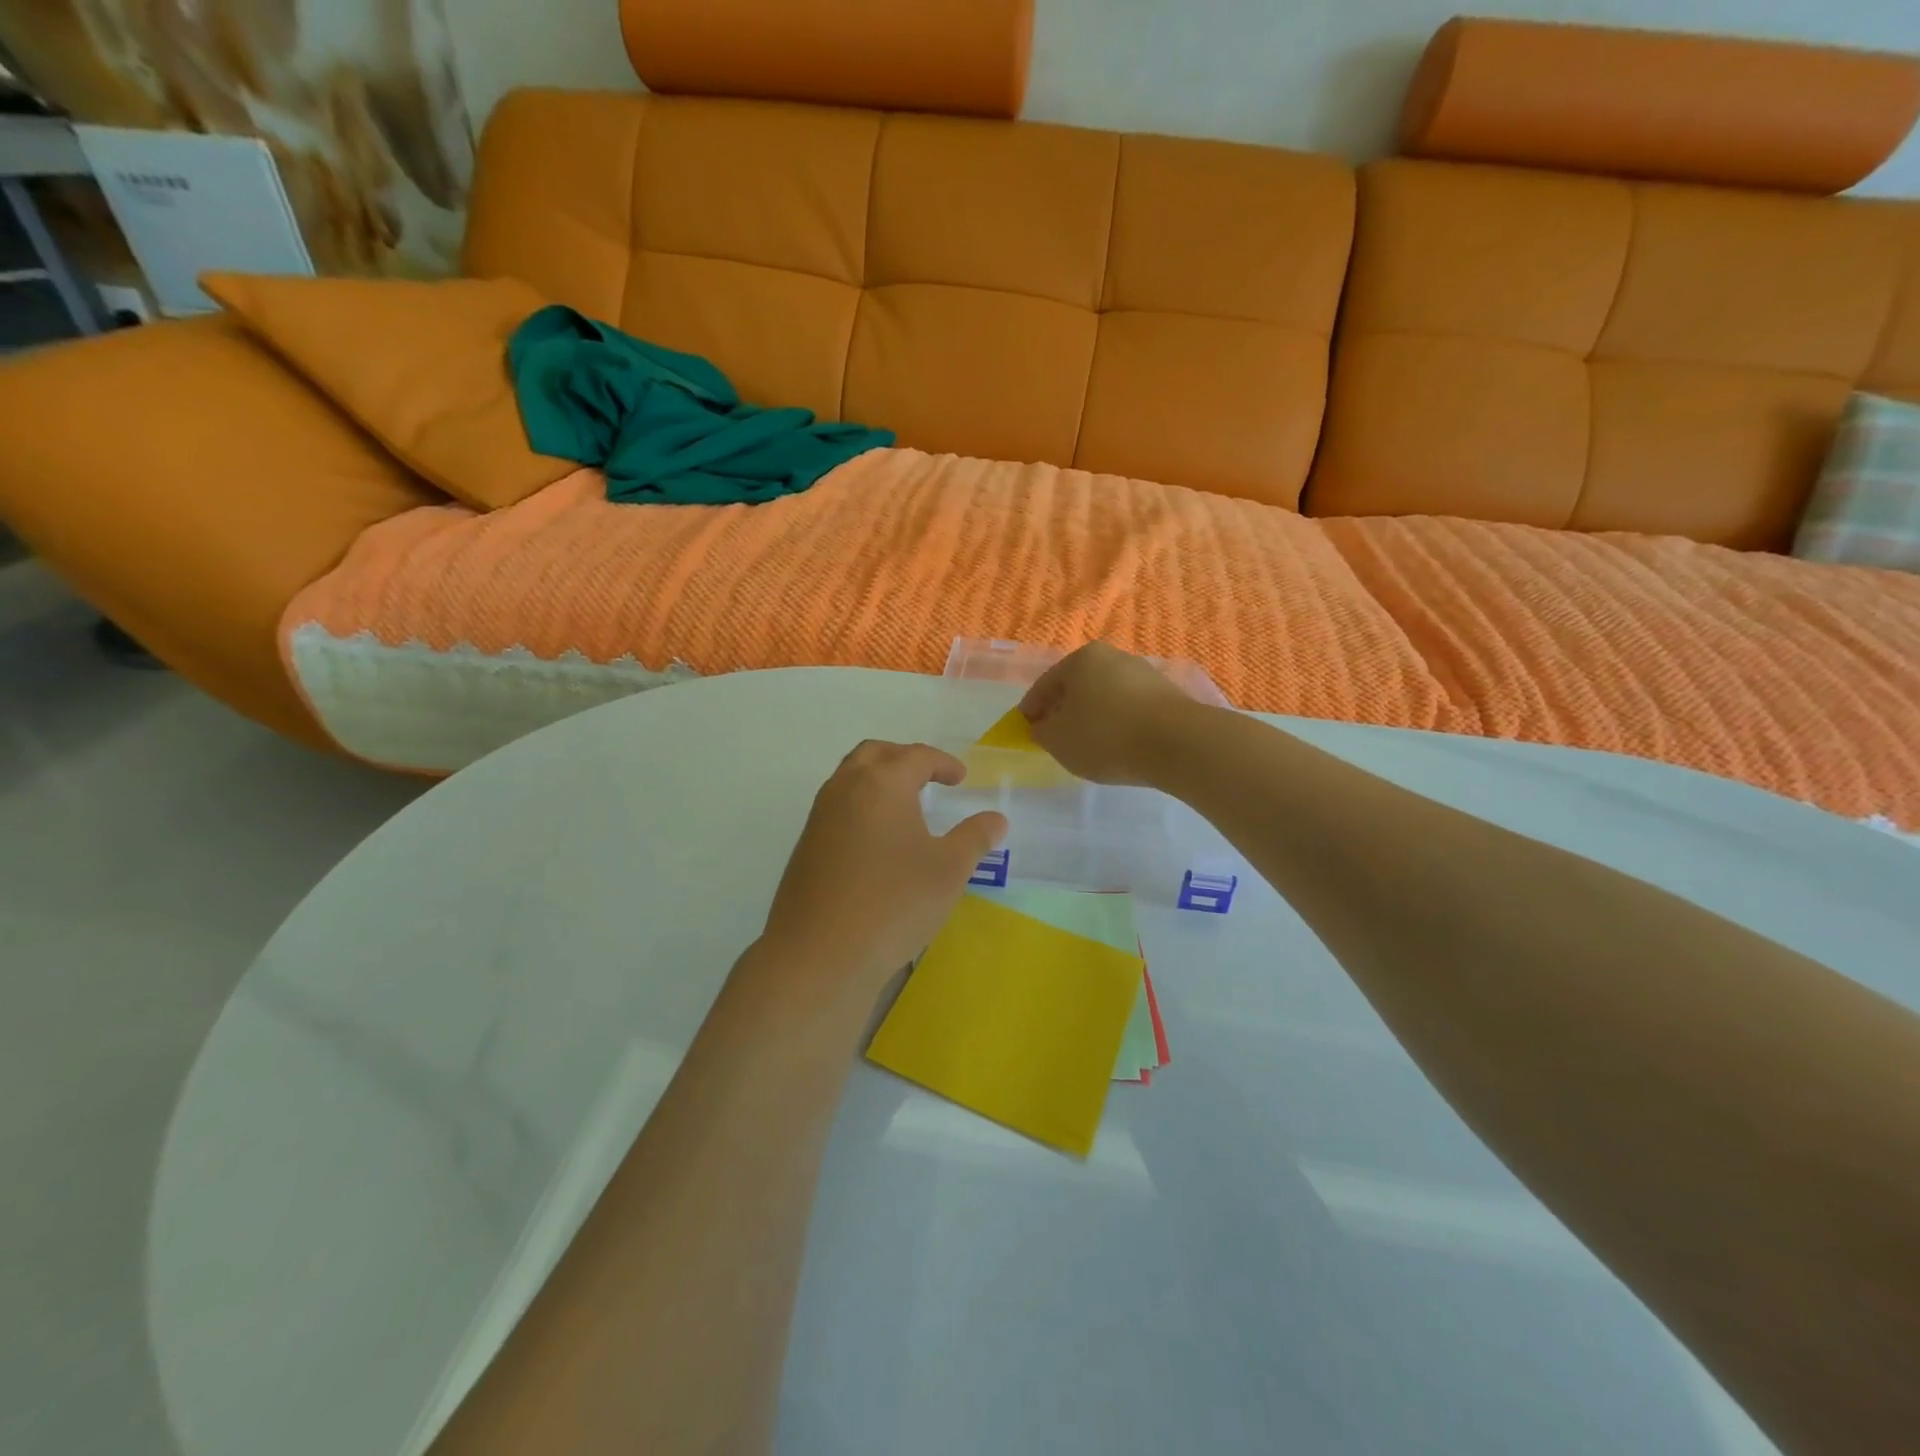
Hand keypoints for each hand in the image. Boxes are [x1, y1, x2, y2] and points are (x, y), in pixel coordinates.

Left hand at [760, 741, 1006, 994]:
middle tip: (928, 777)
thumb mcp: (949, 870)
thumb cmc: (894, 903)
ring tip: (904, 806)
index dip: (943, 763)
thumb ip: (975, 838)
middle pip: (874, 754)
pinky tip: (877, 841)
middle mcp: (845, 789)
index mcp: (881, 784)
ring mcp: (819, 817)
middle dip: (904, 758)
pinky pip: (837, 807)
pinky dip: (861, 806)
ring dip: (878, 780)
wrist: (819, 954)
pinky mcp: (806, 846)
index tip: (960, 778)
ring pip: (849, 778)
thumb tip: (996, 819)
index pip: (915, 756)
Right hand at [1019, 642, 1203, 786]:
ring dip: (1092, 717)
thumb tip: (1044, 726)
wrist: (1178, 743)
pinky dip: (1118, 724)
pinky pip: (1130, 710)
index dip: (1031, 709)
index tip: (1024, 729)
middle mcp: (1114, 657)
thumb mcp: (1058, 740)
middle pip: (1077, 687)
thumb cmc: (1106, 735)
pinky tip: (1118, 746)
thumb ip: (1042, 732)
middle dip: (1063, 710)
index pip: (1045, 684)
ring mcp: (1144, 674)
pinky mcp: (1167, 696)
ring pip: (1105, 697)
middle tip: (1054, 737)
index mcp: (1081, 659)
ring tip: (1087, 746)